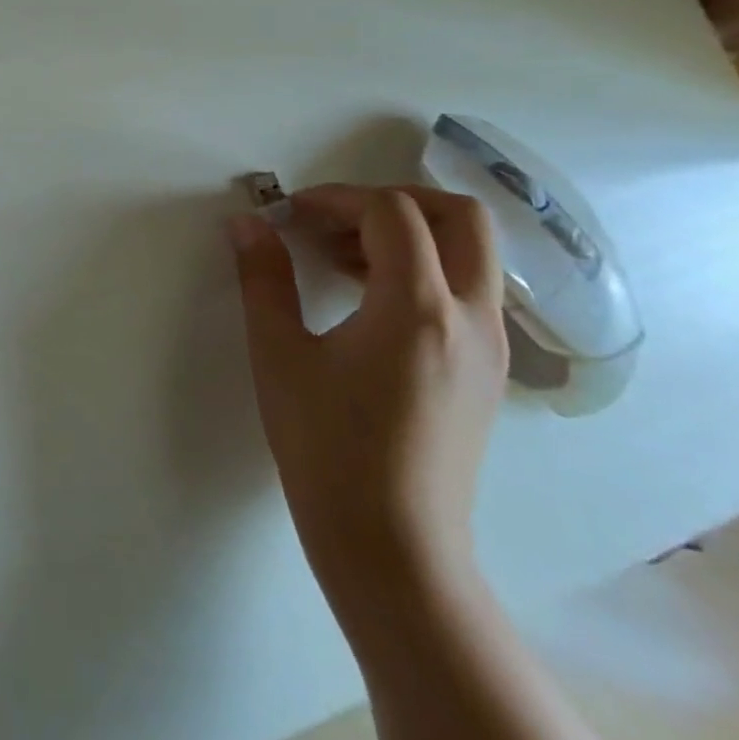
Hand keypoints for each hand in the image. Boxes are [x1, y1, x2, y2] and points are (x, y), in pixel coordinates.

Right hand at [228, 185, 508, 613]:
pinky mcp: (488, 372)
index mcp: (417, 308)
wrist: (391, 540)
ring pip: (472, 253)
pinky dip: (423, 270)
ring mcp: (492, 347)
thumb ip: (264, 277)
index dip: (334, 199)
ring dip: (409, 235)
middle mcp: (472, 317)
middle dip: (391, 200)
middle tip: (330, 221)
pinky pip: (469, 291)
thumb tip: (247, 222)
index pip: (392, 213)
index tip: (288, 215)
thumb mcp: (279, 352)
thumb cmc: (326, 443)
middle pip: (460, 217)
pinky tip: (368, 301)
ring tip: (339, 261)